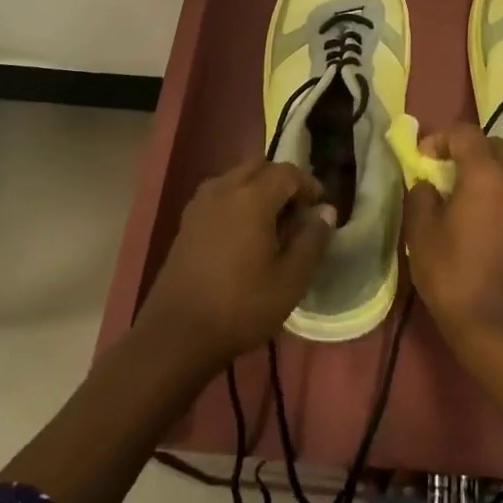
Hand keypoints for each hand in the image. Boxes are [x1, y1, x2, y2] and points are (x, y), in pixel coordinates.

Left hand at [139, 158, 335, 366]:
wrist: (177, 335)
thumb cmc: (241, 306)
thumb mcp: (291, 279)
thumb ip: (313, 240)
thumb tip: (326, 211)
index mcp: (252, 197)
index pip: (287, 172)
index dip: (308, 185)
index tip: (319, 210)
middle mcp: (223, 189)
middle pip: (259, 167)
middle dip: (282, 182)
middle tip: (297, 214)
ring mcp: (200, 204)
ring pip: (236, 178)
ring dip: (258, 189)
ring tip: (271, 224)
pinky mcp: (186, 222)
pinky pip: (219, 195)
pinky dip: (237, 201)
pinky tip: (242, 235)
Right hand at [403, 124, 502, 357]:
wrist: (497, 328)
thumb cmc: (453, 275)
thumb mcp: (421, 232)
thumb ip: (421, 194)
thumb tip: (428, 183)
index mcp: (487, 174)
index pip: (466, 134)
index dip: (440, 138)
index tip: (421, 158)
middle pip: (492, 145)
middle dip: (465, 149)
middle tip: (441, 169)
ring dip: (484, 168)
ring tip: (459, 191)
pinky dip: (498, 189)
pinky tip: (479, 213)